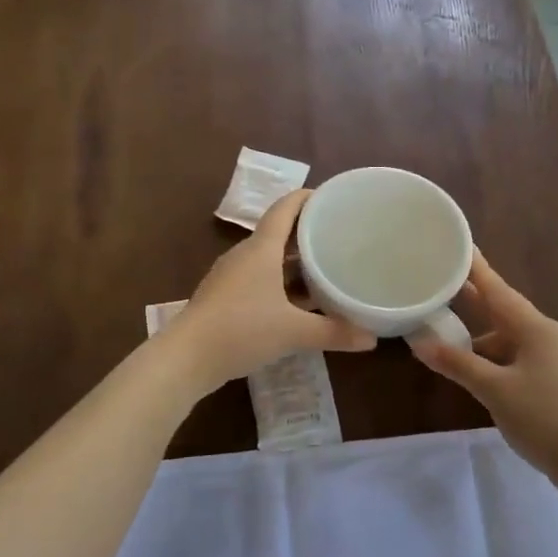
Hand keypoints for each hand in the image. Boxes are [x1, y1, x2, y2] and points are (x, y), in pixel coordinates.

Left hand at [166, 189, 375, 390]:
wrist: (185, 359)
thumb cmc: (241, 330)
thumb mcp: (293, 332)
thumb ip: (333, 333)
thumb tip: (372, 339)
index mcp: (261, 250)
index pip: (284, 209)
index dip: (306, 198)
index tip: (330, 197)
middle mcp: (244, 256)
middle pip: (278, 234)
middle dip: (307, 234)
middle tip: (338, 237)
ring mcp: (230, 278)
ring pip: (268, 260)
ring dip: (294, 263)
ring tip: (324, 269)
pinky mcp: (223, 298)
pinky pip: (259, 280)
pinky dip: (280, 284)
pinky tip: (297, 304)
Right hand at [412, 252, 557, 495]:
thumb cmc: (544, 418)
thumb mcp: (494, 390)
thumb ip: (458, 364)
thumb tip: (420, 343)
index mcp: (536, 329)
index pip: (499, 290)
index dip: (476, 269)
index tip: (460, 245)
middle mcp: (549, 335)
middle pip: (505, 312)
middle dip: (475, 302)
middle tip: (445, 286)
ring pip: (513, 339)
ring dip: (483, 339)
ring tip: (451, 340)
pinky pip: (522, 358)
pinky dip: (498, 359)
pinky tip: (480, 372)